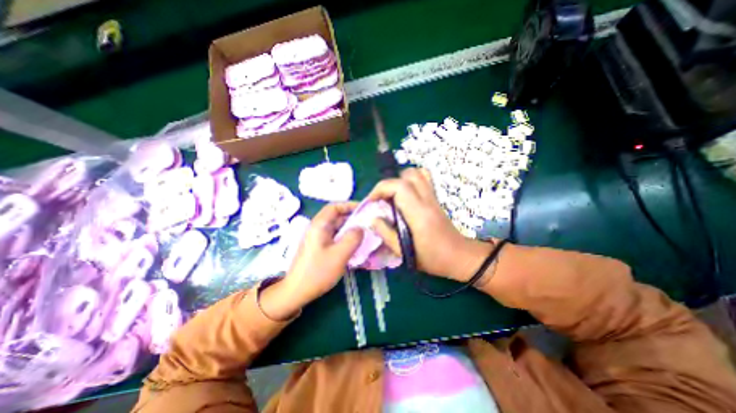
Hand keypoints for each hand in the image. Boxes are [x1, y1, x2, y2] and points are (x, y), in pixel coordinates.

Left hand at [260, 202, 362, 320]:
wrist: (296, 292)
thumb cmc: (317, 272)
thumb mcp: (339, 255)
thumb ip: (353, 238)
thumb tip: (361, 228)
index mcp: (319, 225)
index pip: (334, 207)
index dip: (349, 205)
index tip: (364, 209)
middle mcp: (317, 228)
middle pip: (336, 217)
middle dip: (352, 218)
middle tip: (368, 223)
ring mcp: (317, 238)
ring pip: (336, 228)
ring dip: (350, 229)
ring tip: (364, 233)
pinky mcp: (319, 247)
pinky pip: (334, 237)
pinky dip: (345, 237)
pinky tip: (354, 244)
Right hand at [366, 166, 490, 279]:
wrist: (459, 256)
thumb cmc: (432, 258)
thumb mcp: (403, 252)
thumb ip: (385, 233)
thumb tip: (372, 219)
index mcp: (419, 213)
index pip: (399, 187)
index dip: (381, 189)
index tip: (371, 201)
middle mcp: (427, 200)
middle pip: (407, 175)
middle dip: (388, 184)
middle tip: (381, 200)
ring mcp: (433, 197)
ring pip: (417, 173)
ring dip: (399, 180)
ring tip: (392, 197)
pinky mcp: (435, 198)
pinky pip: (423, 178)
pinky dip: (410, 180)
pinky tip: (404, 195)